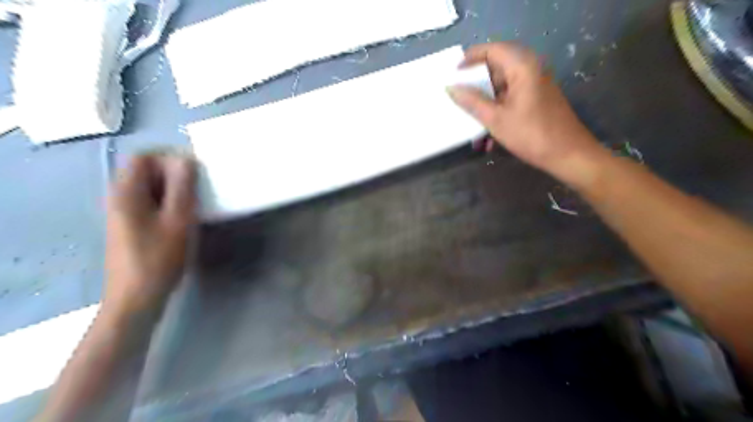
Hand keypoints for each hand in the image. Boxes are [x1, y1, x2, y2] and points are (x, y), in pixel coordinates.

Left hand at [102, 154, 196, 312]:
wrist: (137, 298)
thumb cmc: (159, 257)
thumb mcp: (178, 219)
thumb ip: (182, 187)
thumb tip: (185, 159)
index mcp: (127, 193)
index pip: (143, 157)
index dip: (169, 157)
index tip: (196, 171)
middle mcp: (120, 198)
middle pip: (145, 171)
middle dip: (174, 173)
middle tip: (200, 188)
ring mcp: (124, 214)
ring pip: (151, 188)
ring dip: (175, 190)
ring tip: (197, 203)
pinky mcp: (132, 227)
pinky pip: (151, 203)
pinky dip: (169, 203)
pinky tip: (185, 218)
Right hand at [450, 41, 603, 180]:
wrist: (568, 154)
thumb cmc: (531, 135)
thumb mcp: (496, 119)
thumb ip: (472, 102)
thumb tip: (451, 88)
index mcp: (522, 67)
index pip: (492, 50)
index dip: (470, 58)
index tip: (452, 73)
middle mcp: (530, 70)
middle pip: (496, 67)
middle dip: (476, 84)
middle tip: (458, 96)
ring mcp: (535, 85)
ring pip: (502, 86)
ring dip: (485, 103)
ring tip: (470, 121)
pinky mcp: (536, 99)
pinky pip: (511, 99)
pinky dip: (497, 112)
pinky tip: (487, 136)